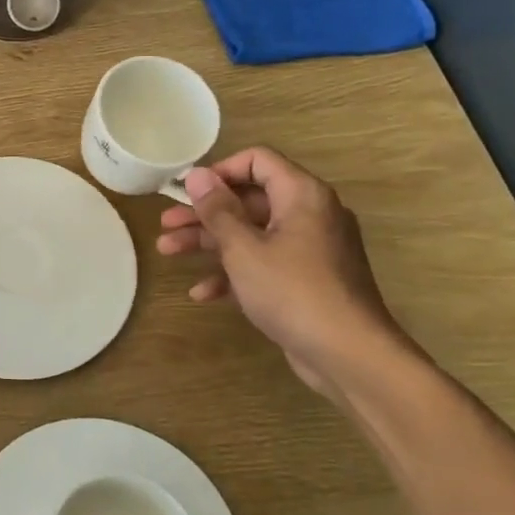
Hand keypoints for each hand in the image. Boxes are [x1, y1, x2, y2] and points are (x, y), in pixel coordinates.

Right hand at [157, 147, 406, 394]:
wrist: (348, 353)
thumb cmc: (292, 290)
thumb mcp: (244, 248)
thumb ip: (218, 210)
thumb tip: (196, 174)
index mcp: (301, 195)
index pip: (258, 161)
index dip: (219, 171)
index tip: (187, 190)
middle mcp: (309, 215)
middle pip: (249, 200)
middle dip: (204, 213)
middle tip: (166, 224)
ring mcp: (309, 249)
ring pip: (252, 234)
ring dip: (209, 242)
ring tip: (167, 251)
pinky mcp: (306, 280)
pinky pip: (264, 264)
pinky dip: (234, 273)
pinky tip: (202, 293)